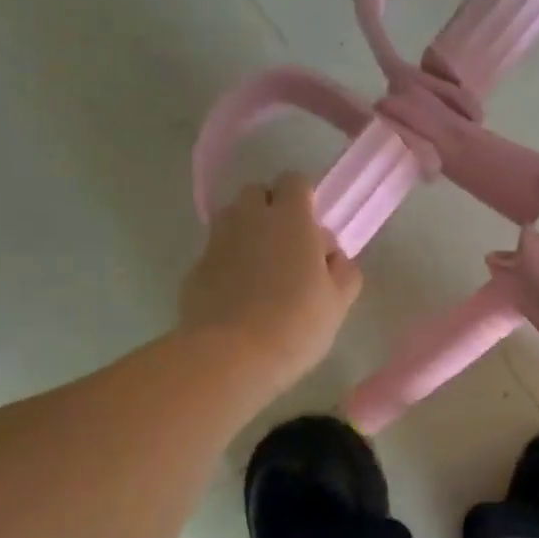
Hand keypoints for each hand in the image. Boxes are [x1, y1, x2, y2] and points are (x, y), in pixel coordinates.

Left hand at [179, 173, 361, 394]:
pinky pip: (216, 253)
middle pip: (257, 193)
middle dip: (271, 209)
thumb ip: (343, 270)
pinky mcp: (195, 268)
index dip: (304, 198)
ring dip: (247, 233)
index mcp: (290, 219)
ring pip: (232, 220)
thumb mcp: (338, 302)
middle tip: (287, 247)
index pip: (294, 181)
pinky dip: (227, 263)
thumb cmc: (295, 325)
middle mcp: (249, 219)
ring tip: (261, 270)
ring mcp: (217, 242)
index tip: (312, 228)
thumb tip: (332, 256)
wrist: (230, 356)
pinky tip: (238, 296)